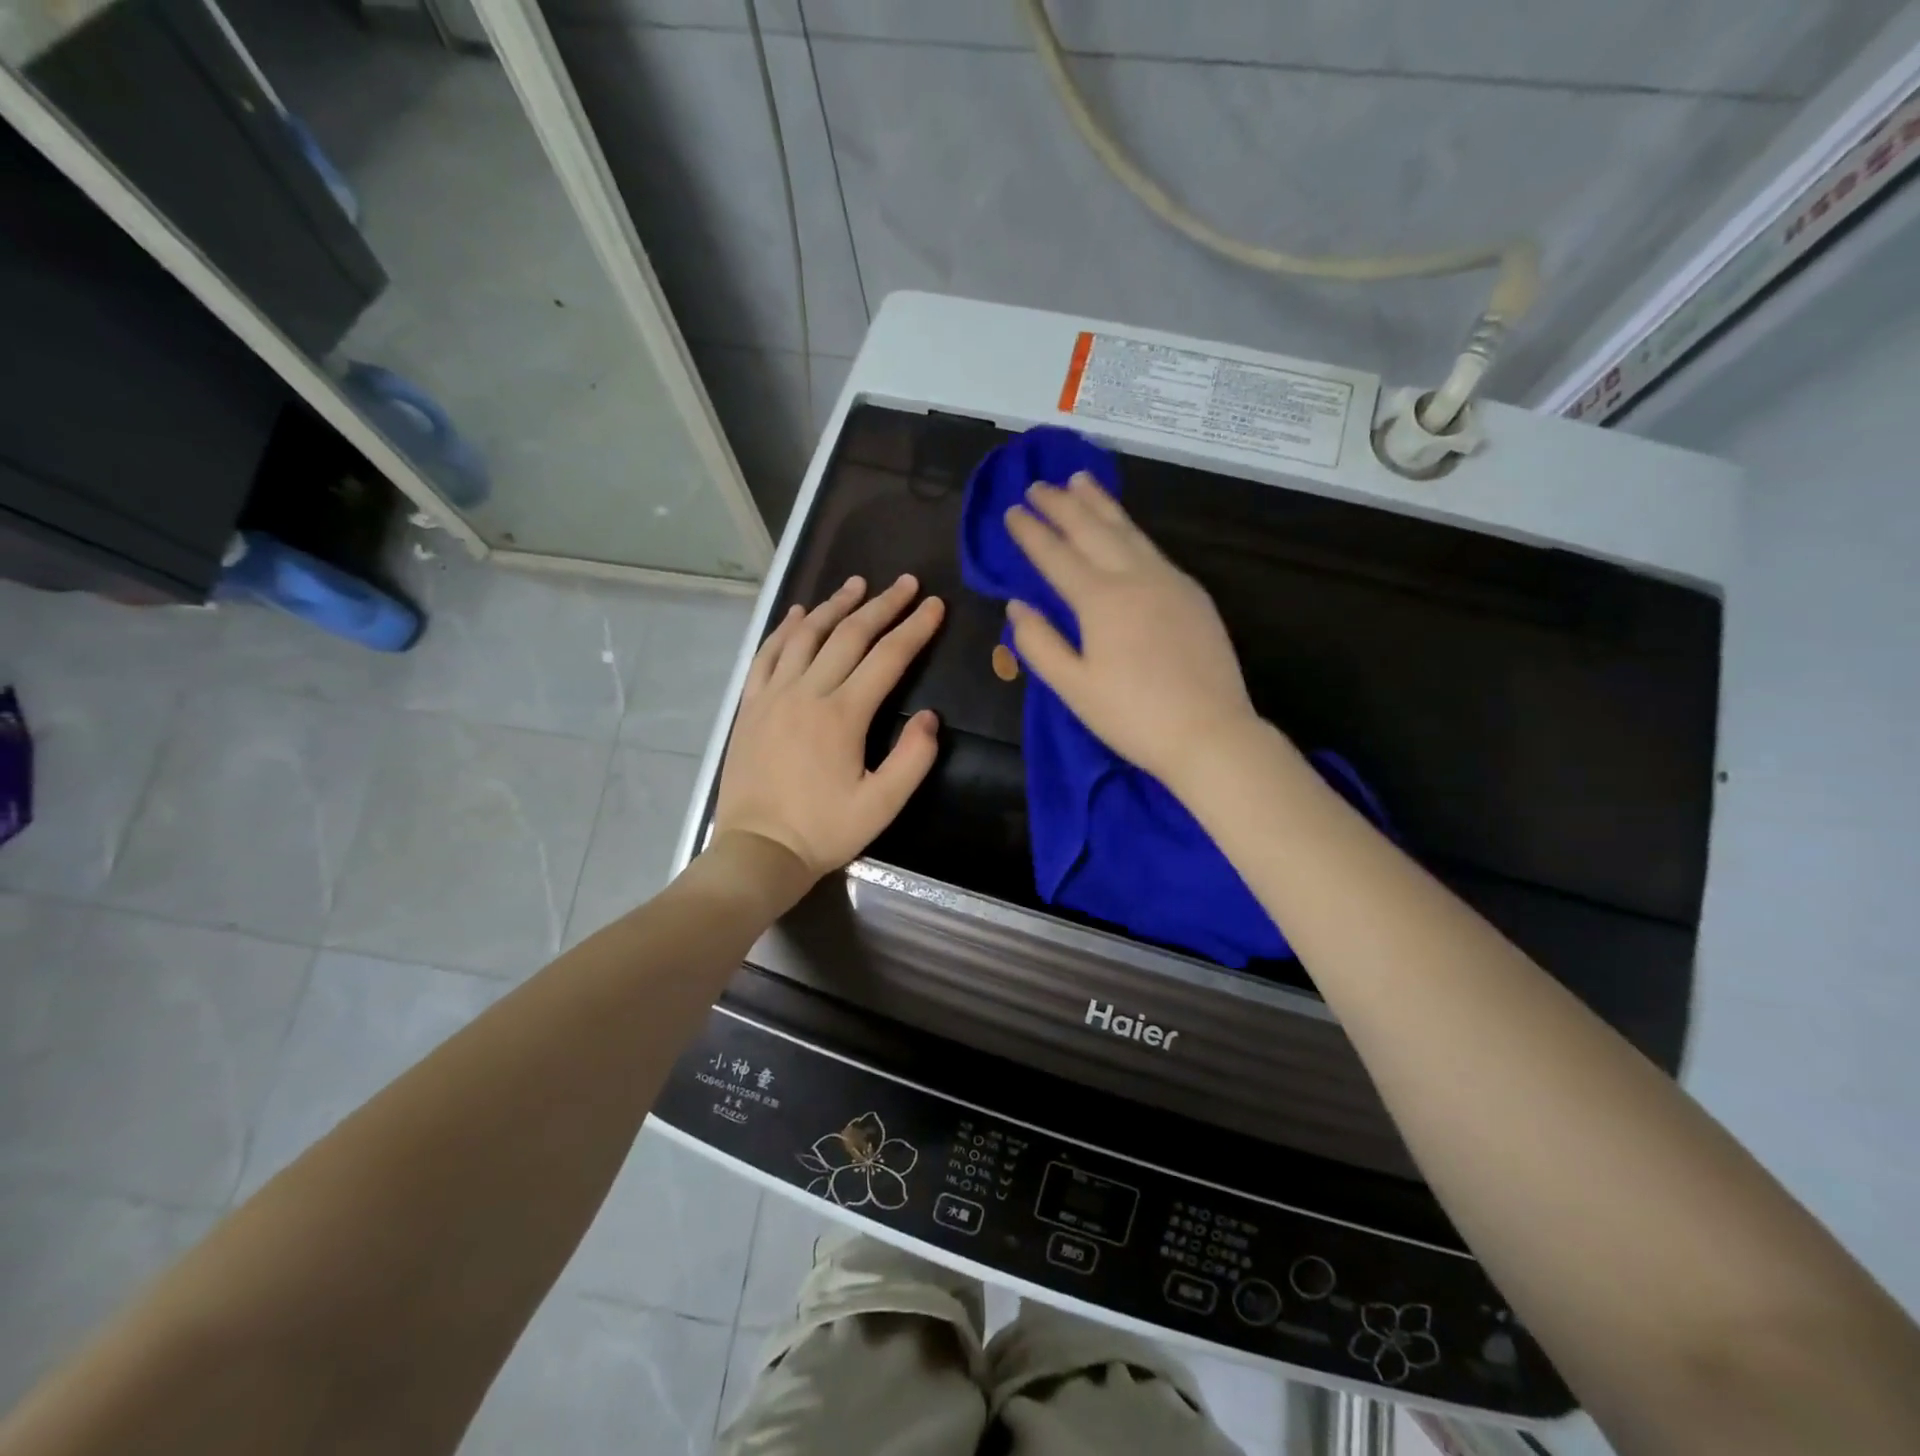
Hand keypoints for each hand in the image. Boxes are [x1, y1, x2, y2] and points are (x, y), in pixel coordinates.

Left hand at [713, 574, 943, 884]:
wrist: (758, 850)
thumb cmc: (824, 831)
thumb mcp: (882, 806)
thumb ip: (913, 759)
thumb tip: (931, 717)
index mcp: (844, 715)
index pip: (888, 657)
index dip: (915, 628)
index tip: (934, 604)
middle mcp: (808, 692)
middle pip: (850, 635)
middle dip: (882, 605)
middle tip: (905, 583)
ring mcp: (773, 695)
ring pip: (807, 635)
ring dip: (835, 606)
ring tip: (857, 584)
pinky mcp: (750, 705)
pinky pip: (768, 654)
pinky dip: (786, 628)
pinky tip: (800, 613)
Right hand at [1004, 474, 1257, 788]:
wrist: (1210, 733)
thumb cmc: (1133, 716)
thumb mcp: (1074, 688)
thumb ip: (1040, 644)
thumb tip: (1017, 605)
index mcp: (1100, 600)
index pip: (1057, 556)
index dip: (1031, 532)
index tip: (1012, 511)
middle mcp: (1135, 578)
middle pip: (1093, 531)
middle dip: (1062, 505)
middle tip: (1039, 483)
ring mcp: (1170, 581)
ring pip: (1128, 531)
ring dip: (1100, 504)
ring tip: (1081, 480)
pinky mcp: (1193, 594)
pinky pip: (1153, 548)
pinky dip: (1130, 529)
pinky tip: (1125, 529)